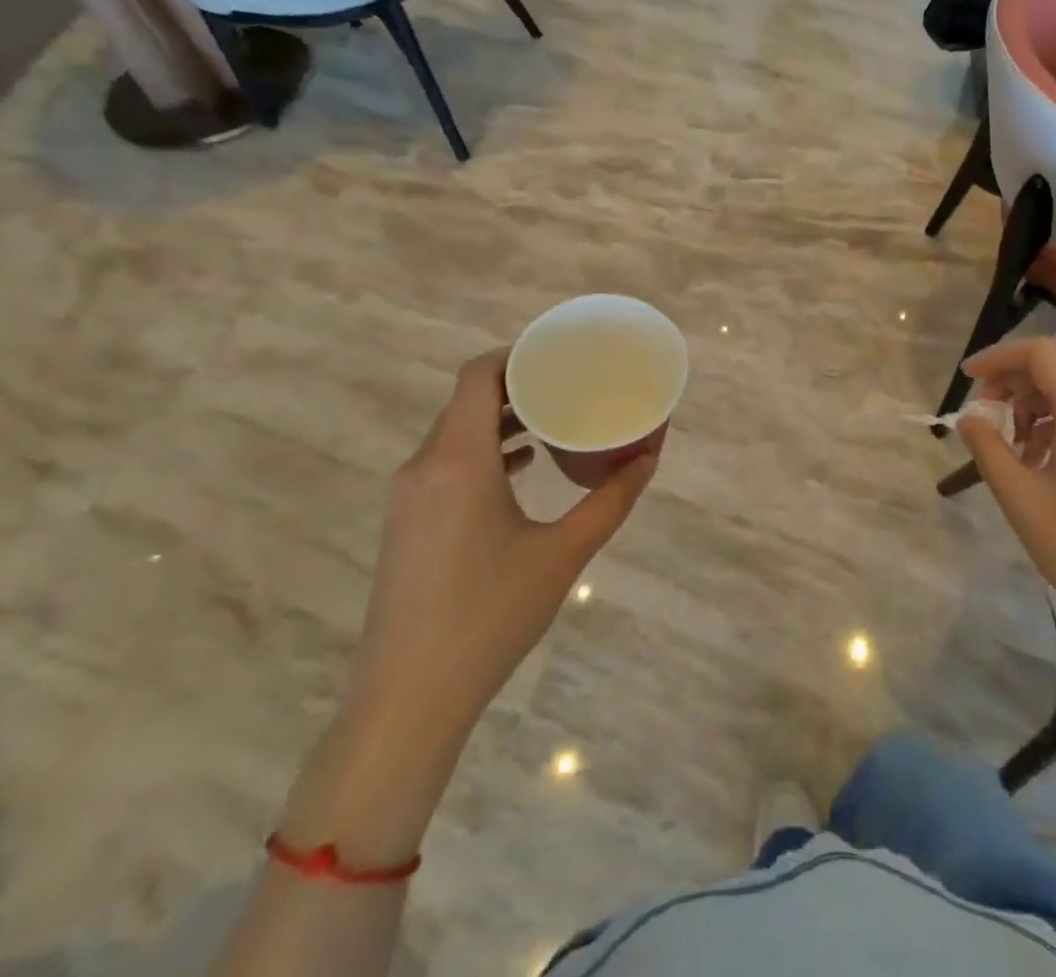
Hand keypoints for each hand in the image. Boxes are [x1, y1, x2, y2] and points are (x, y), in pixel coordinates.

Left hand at [348, 350, 655, 743]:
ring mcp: (408, 497)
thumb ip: (611, 500)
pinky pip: (445, 463)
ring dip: (501, 419)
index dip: (516, 354)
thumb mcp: (563, 554)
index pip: (478, 375)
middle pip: (468, 400)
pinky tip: (521, 469)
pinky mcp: (405, 524)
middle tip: (570, 385)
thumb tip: (650, 458)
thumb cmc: (489, 616)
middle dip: (519, 386)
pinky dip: (483, 451)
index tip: (559, 355)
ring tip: (554, 422)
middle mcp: (424, 466)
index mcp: (458, 460)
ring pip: (455, 432)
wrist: (407, 699)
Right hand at [957, 338, 1055, 639]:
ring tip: (1009, 445)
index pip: (1040, 355)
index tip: (967, 379)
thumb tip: (969, 418)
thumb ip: (987, 447)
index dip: (998, 358)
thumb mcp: (1019, 496)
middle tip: (984, 414)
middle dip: (1013, 383)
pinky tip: (1039, 460)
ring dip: (1034, 405)